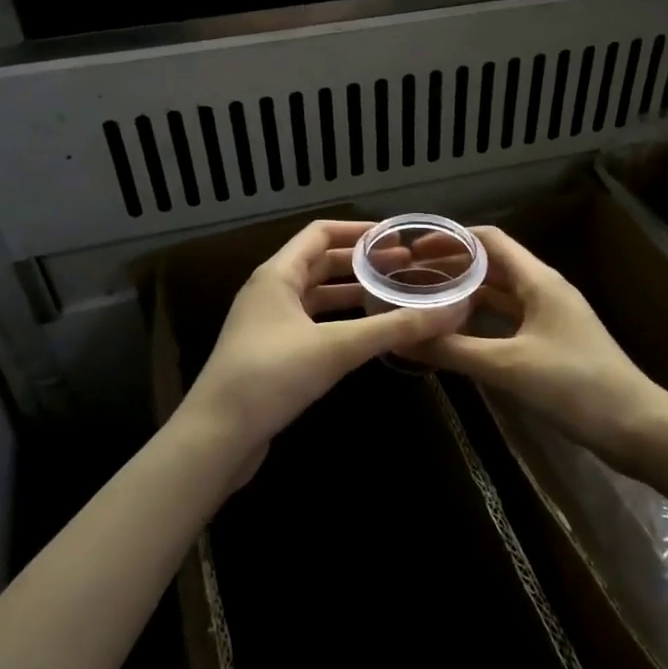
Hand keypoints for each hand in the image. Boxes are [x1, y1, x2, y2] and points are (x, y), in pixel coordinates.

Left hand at [178, 220, 470, 468]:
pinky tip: (365, 334)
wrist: (216, 437)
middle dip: (361, 263)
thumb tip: (451, 311)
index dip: (358, 231)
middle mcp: (270, 292)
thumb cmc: (271, 377)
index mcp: (277, 275)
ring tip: (392, 295)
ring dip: (351, 292)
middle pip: (320, 263)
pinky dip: (339, 320)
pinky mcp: (271, 354)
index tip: (397, 238)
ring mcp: (268, 324)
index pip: (320, 233)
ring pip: (316, 296)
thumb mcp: (337, 348)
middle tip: (405, 268)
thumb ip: (393, 327)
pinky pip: (312, 323)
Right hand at [410, 228, 664, 465]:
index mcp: (539, 280)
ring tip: (425, 302)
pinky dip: (482, 321)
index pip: (490, 240)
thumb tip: (400, 339)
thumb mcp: (507, 366)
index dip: (451, 239)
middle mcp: (545, 290)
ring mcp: (551, 317)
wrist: (636, 426)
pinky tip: (457, 335)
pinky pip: (509, 320)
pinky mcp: (553, 343)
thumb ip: (452, 350)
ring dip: (466, 295)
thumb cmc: (573, 385)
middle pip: (493, 265)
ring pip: (501, 294)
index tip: (413, 251)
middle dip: (453, 267)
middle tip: (410, 278)